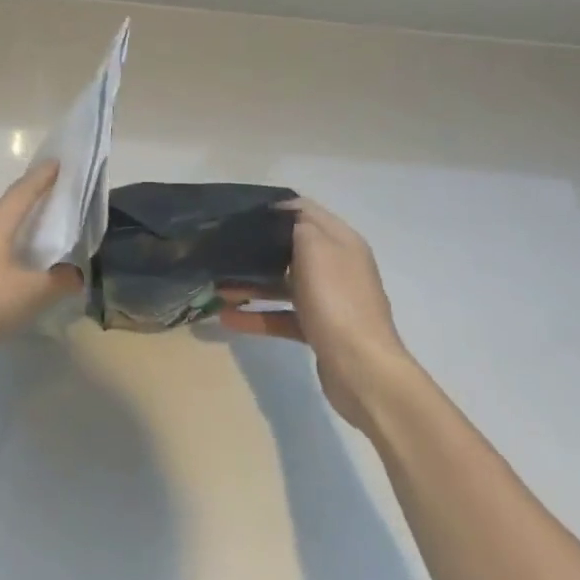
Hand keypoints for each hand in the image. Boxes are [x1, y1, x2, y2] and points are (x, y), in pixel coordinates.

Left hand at [0, 163, 83, 365]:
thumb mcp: (28, 295)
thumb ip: (57, 282)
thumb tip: (75, 274)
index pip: (25, 189)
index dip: (43, 176)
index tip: (57, 162)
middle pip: (6, 205)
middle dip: (28, 202)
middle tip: (51, 206)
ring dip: (11, 229)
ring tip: (32, 241)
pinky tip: (5, 271)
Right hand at [219, 198, 414, 430]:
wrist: (363, 370)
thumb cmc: (336, 300)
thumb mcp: (314, 247)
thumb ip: (297, 224)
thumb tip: (283, 214)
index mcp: (341, 242)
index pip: (305, 211)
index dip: (275, 208)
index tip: (240, 213)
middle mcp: (337, 266)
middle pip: (291, 248)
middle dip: (257, 248)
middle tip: (223, 247)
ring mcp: (329, 300)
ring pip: (283, 284)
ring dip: (251, 284)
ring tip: (217, 287)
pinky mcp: (319, 330)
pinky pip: (282, 316)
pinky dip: (257, 316)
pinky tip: (228, 318)